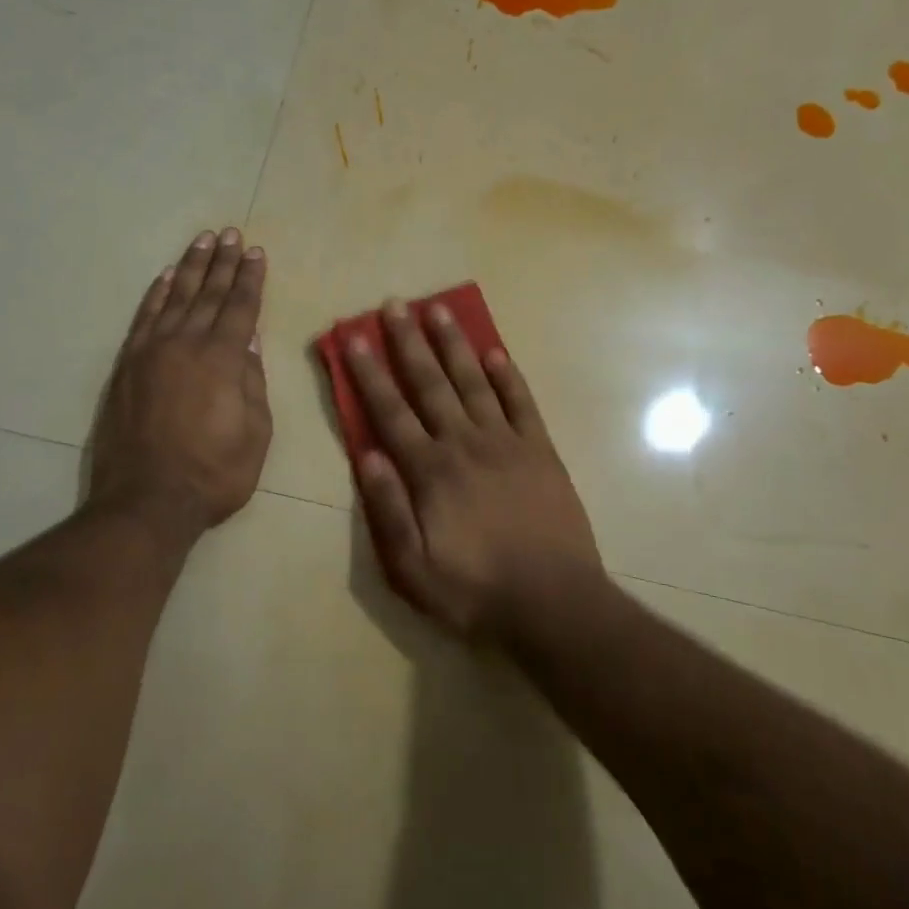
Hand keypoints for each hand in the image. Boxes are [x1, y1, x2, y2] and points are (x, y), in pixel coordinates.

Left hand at [88, 228, 271, 543]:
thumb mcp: (255, 434)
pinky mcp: (127, 366)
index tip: (256, 252)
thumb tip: (250, 342)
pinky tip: (164, 278)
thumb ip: (253, 383)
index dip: (250, 278)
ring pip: (174, 298)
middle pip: (207, 293)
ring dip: (189, 268)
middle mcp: (186, 344)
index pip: (240, 307)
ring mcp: (151, 352)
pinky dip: (155, 295)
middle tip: (231, 234)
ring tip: (202, 241)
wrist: (146, 500)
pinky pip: (143, 319)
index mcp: (223, 359)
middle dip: (222, 262)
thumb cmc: (214, 474)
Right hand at [344, 299, 605, 644]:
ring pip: (474, 383)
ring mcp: (507, 444)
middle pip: (431, 384)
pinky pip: (522, 404)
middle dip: (409, 342)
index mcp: (430, 471)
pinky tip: (496, 352)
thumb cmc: (475, 590)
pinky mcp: (541, 452)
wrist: (554, 603)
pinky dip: (508, 376)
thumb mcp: (412, 567)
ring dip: (455, 345)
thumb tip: (368, 454)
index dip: (369, 373)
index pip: (390, 412)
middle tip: (395, 304)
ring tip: (440, 310)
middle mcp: (464, 444)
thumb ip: (388, 509)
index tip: (354, 337)